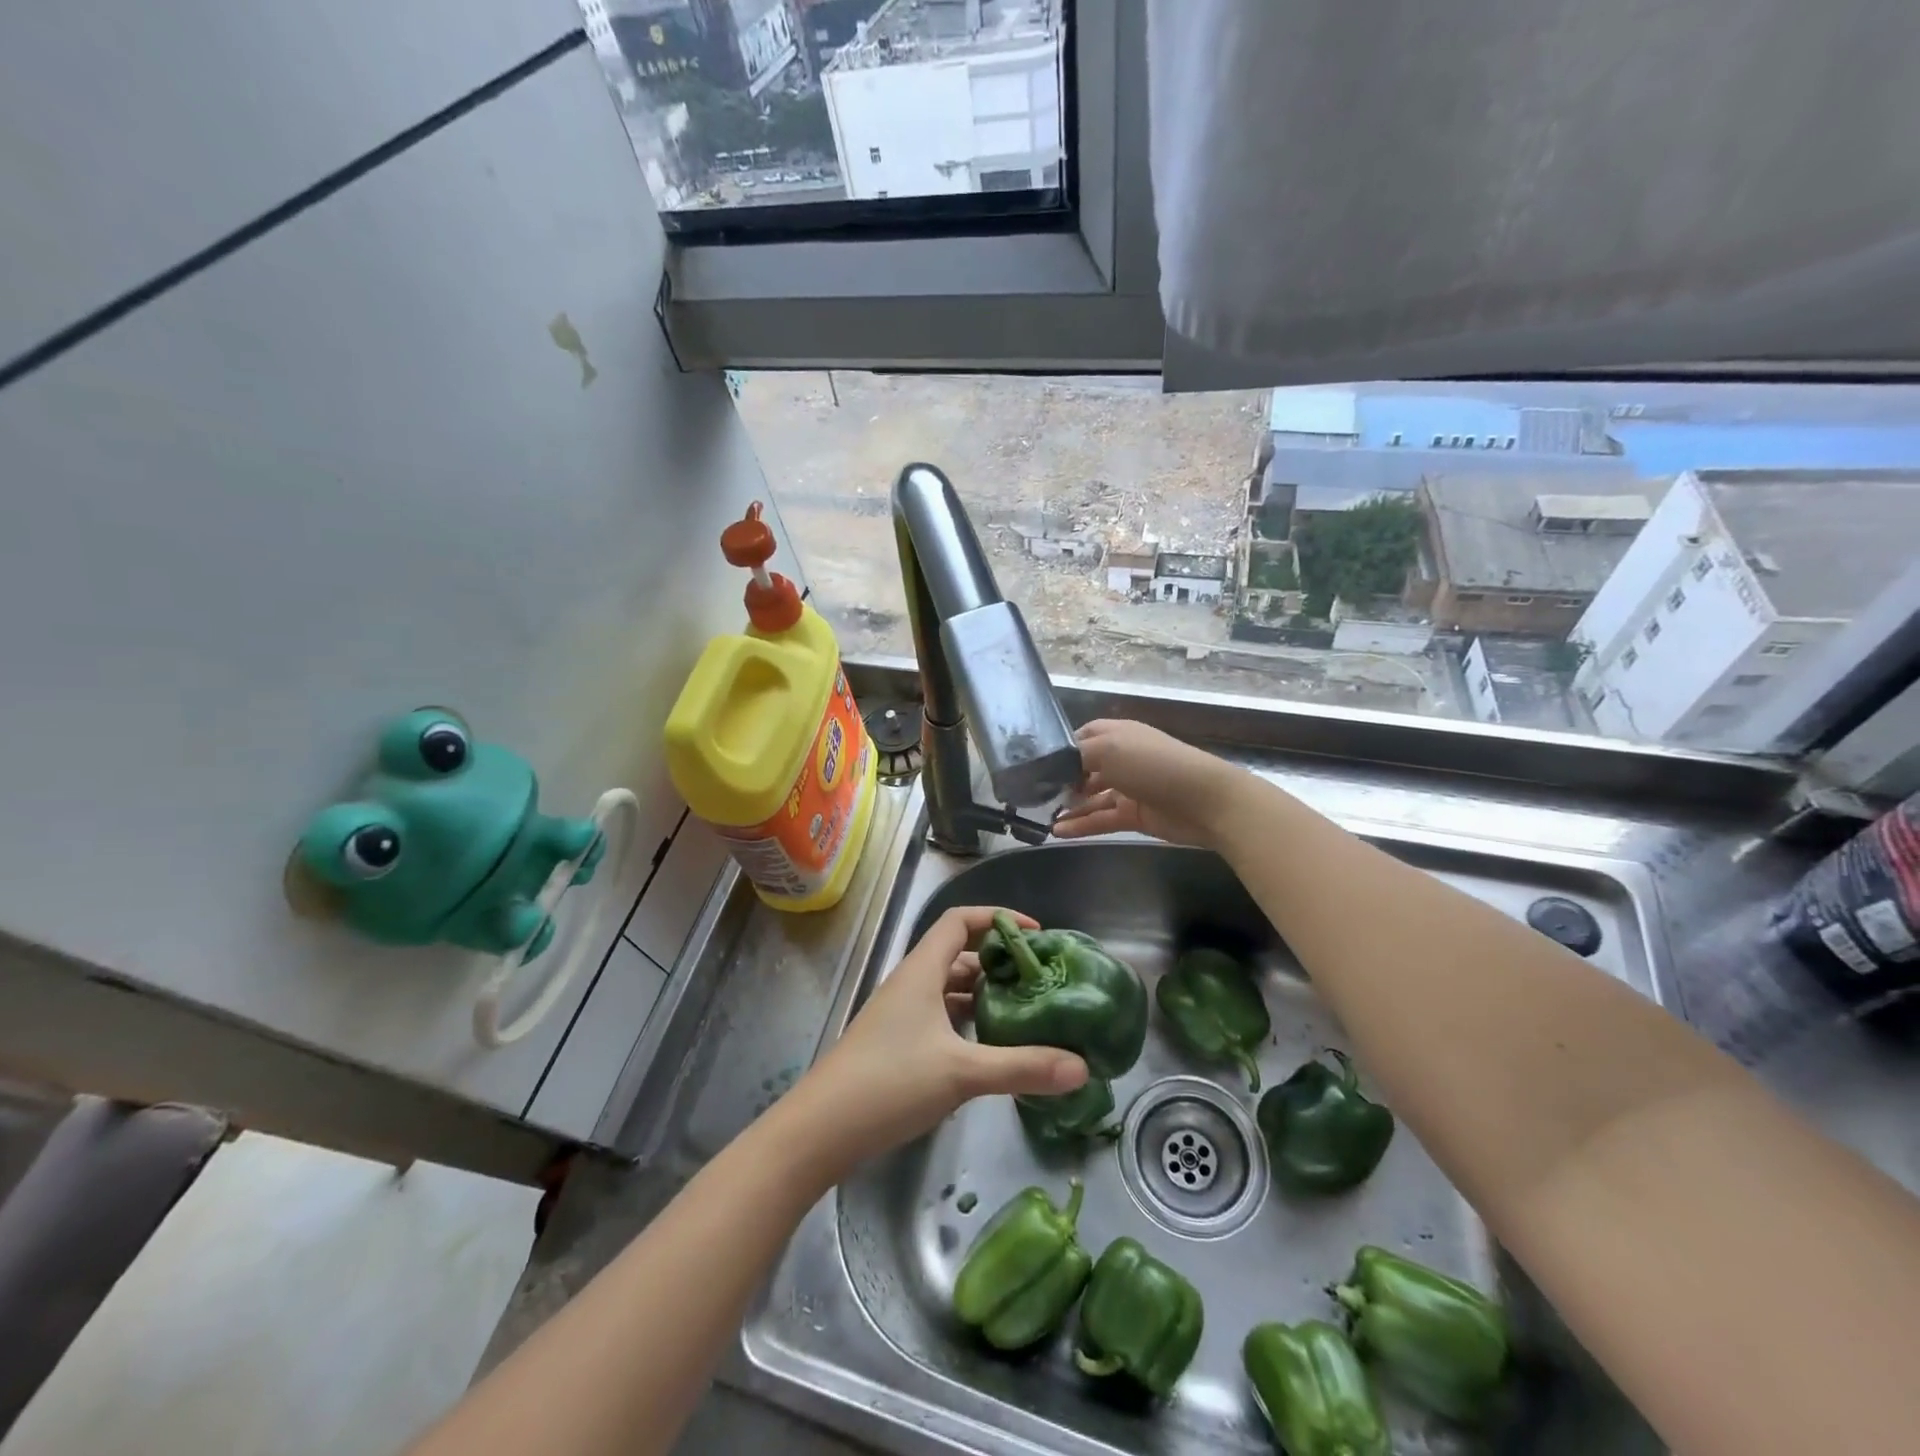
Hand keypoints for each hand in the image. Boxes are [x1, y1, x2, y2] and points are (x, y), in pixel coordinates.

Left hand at [789, 906, 1088, 1176]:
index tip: (1036, 935)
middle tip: (1039, 980)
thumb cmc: (890, 1082)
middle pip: (958, 954)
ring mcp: (901, 1014)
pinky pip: (940, 1016)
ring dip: (983, 994)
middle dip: (998, 962)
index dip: (997, 918)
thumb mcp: (962, 1073)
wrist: (821, 1129)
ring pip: (949, 988)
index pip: (960, 921)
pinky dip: (967, 1021)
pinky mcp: (897, 1042)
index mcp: (922, 970)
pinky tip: (990, 1046)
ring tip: (1025, 1011)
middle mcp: (911, 983)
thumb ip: (1022, 1067)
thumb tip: (1081, 1067)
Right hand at [1051, 719, 1238, 848]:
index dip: (1062, 748)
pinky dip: (1081, 825)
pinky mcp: (1135, 815)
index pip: (1083, 736)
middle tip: (1036, 794)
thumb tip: (1052, 767)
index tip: (1038, 764)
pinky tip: (1059, 832)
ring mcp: (1129, 788)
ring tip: (1042, 817)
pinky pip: (1102, 818)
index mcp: (1118, 734)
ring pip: (1091, 797)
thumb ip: (1076, 756)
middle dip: (1062, 780)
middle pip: (1085, 768)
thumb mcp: (1108, 749)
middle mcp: (1122, 758)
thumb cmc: (1153, 765)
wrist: (1204, 801)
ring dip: (1069, 806)